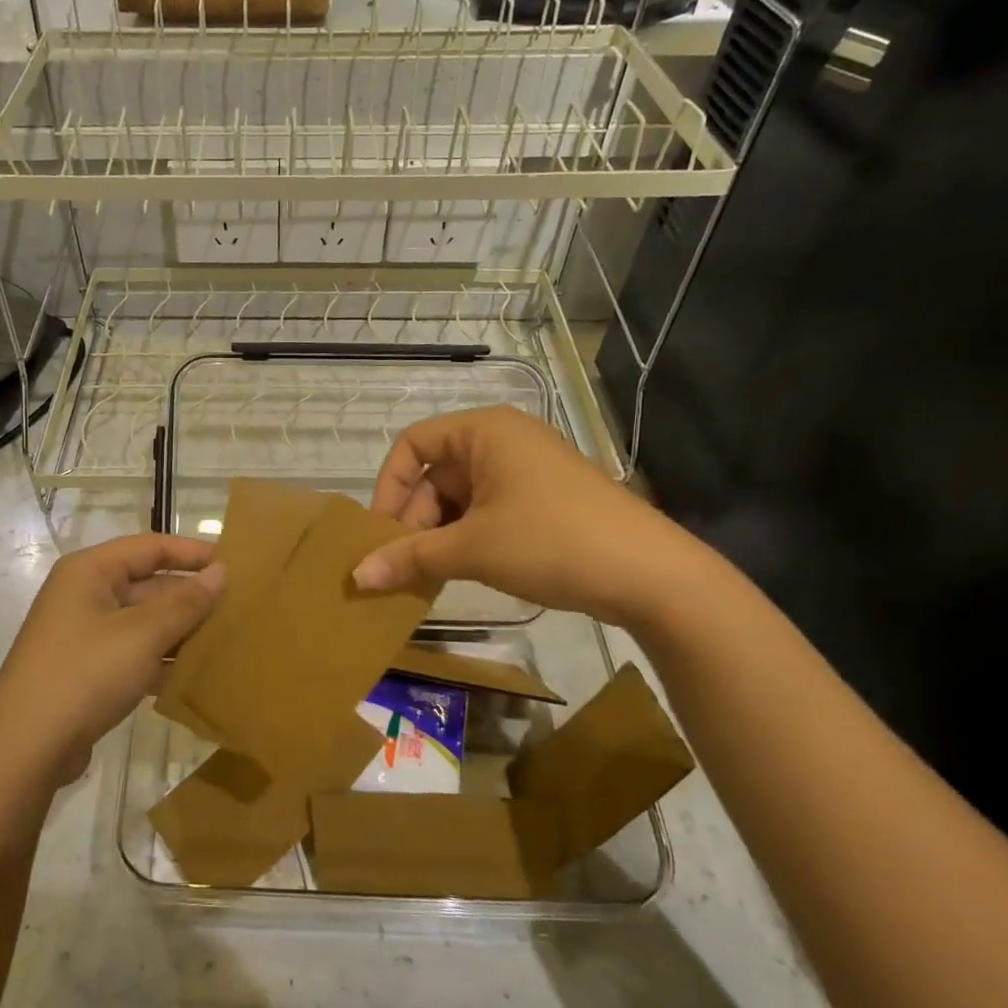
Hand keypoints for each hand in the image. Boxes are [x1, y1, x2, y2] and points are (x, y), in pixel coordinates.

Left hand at [0, 534, 224, 786]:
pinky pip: (134, 653)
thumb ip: (185, 602)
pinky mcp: (88, 670)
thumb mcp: (143, 634)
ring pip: (144, 622)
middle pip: (148, 584)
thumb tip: (221, 572)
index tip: (234, 564)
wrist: (25, 749)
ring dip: (180, 631)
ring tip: (227, 640)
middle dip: (190, 597)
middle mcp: (85, 595)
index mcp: (90, 571)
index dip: (192, 552)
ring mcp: (84, 634)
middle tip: (238, 608)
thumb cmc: (85, 674)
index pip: (150, 547)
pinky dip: (162, 659)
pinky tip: (196, 675)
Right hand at [352, 406, 709, 628]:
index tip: (381, 533)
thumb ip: (410, 557)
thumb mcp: (472, 548)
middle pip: (435, 473)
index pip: (412, 444)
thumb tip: (356, 576)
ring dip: (439, 534)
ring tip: (429, 576)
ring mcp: (527, 471)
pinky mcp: (545, 500)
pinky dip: (468, 538)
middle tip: (406, 566)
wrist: (650, 574)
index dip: (389, 487)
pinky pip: (488, 511)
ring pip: (461, 497)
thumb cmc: (550, 541)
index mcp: (484, 431)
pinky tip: (463, 571)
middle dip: (414, 519)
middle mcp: (504, 440)